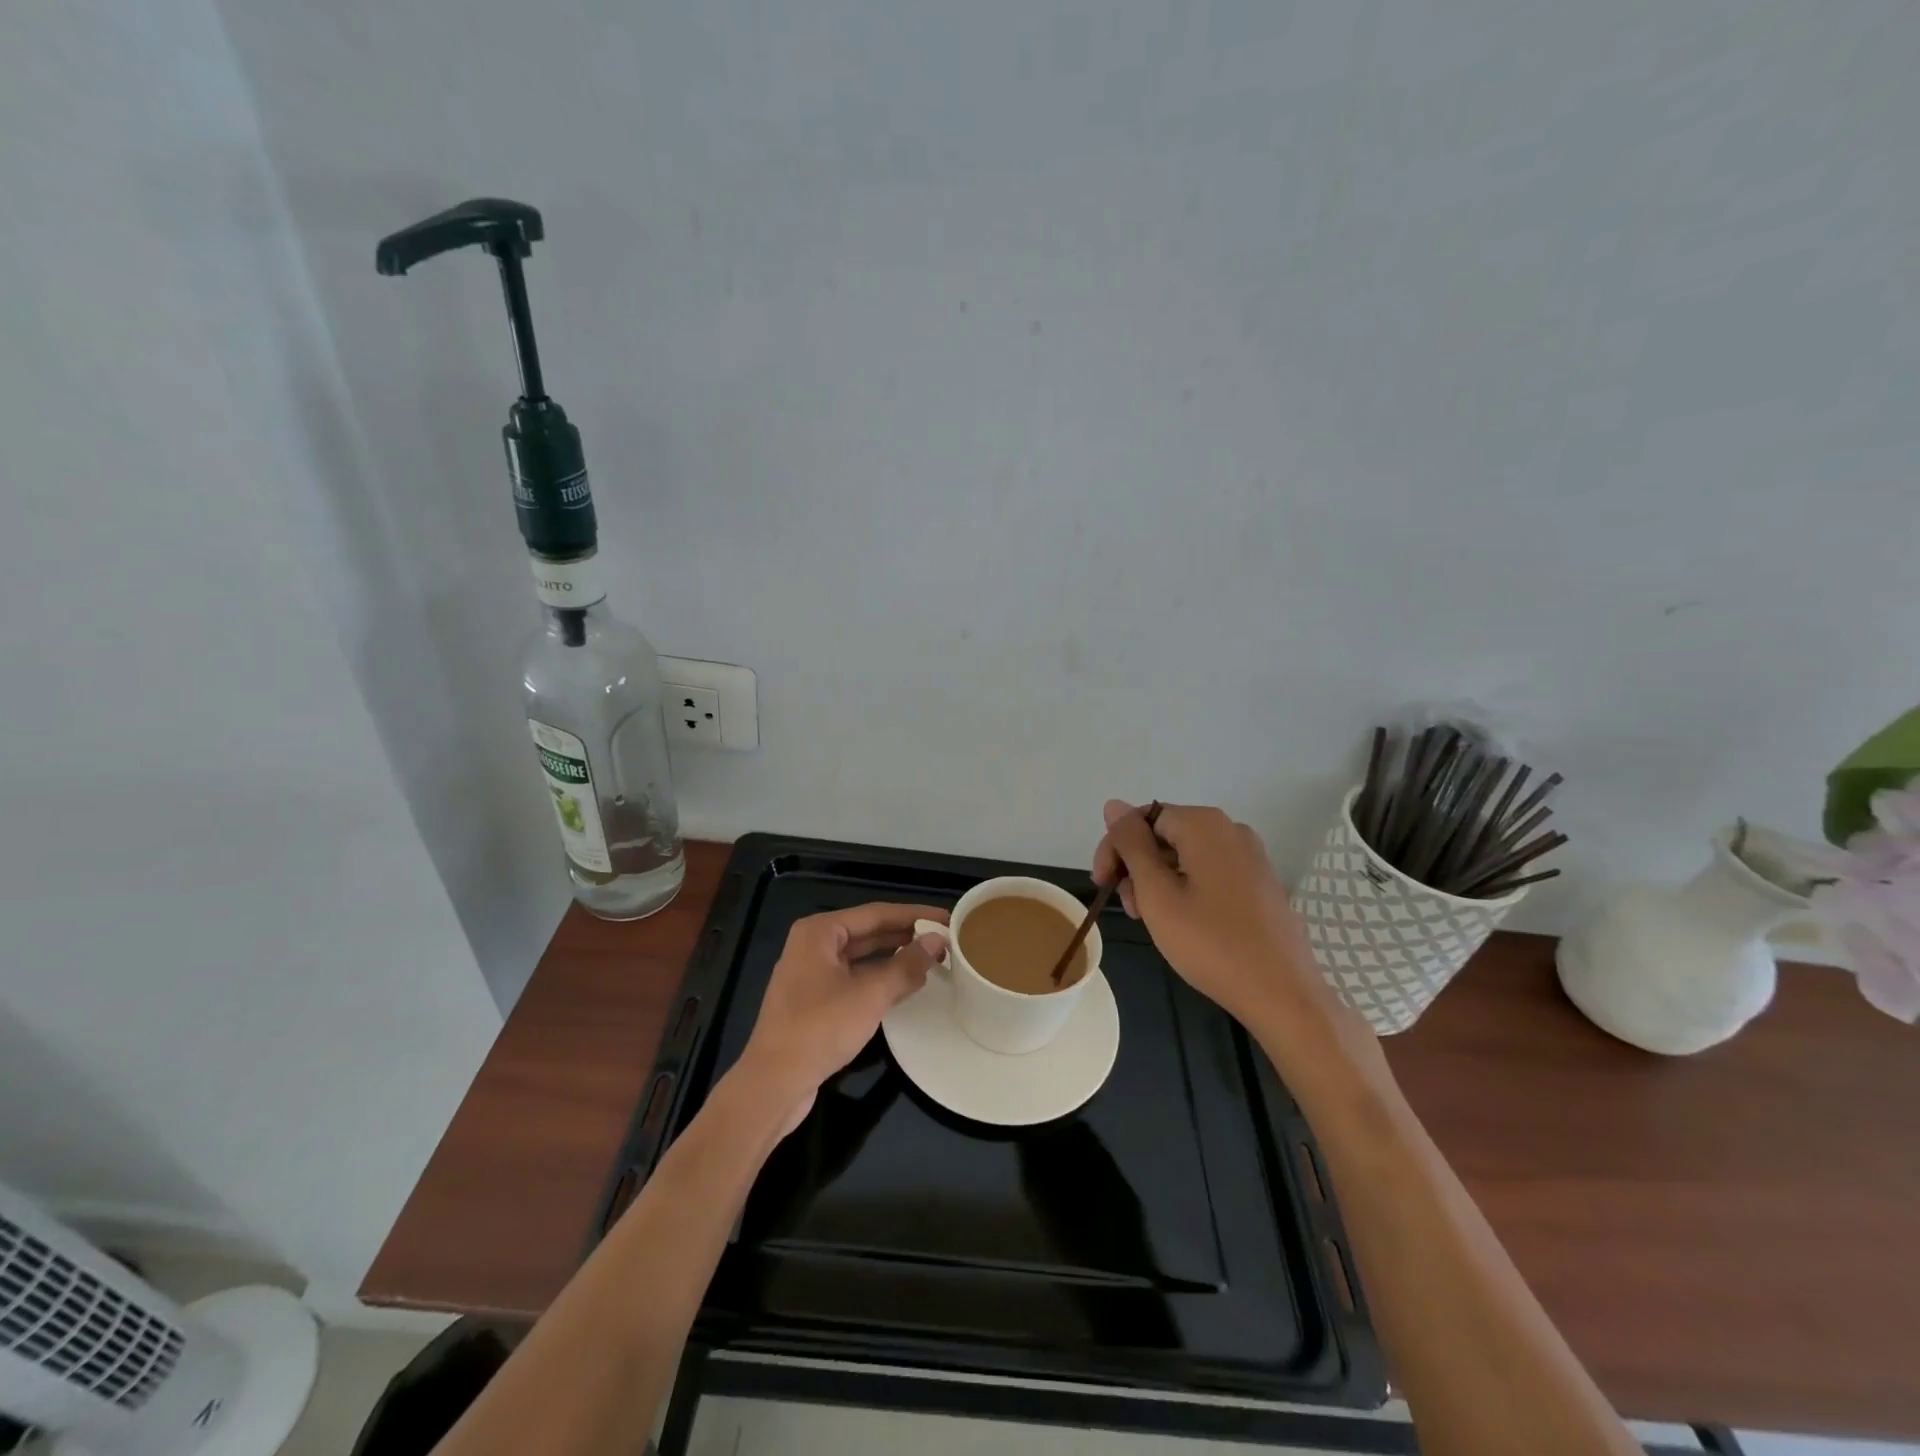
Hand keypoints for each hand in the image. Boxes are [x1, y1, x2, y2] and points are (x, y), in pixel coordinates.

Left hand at [737, 903, 947, 1133]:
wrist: (773, 1083)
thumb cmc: (820, 1028)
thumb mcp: (870, 994)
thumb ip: (906, 965)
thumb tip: (936, 942)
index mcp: (820, 931)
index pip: (877, 913)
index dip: (915, 915)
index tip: (946, 919)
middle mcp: (813, 945)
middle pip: (868, 932)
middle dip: (906, 936)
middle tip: (944, 940)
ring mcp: (811, 974)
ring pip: (862, 957)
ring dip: (895, 958)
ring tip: (932, 960)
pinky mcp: (814, 1001)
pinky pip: (854, 978)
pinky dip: (880, 979)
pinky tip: (906, 985)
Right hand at [1092, 800, 1338, 1031]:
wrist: (1283, 995)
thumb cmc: (1211, 943)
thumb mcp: (1157, 894)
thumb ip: (1131, 845)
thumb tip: (1113, 805)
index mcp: (1204, 824)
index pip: (1141, 818)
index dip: (1115, 848)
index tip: (1102, 884)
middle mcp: (1230, 829)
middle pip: (1164, 834)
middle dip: (1137, 866)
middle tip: (1129, 909)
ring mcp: (1249, 856)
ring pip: (1184, 855)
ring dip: (1157, 880)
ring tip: (1150, 920)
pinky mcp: (1259, 882)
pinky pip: (1208, 870)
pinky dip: (1185, 888)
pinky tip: (1180, 922)